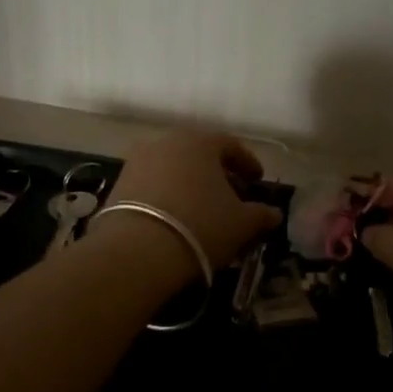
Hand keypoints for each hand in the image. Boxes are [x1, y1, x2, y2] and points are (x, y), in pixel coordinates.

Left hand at [105, 131, 282, 270]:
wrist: (137, 249)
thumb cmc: (200, 226)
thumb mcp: (241, 223)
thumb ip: (261, 214)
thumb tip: (274, 213)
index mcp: (200, 142)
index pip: (230, 145)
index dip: (247, 163)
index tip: (257, 181)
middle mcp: (167, 142)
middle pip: (199, 154)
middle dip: (217, 173)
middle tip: (231, 195)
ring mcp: (138, 160)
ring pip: (173, 168)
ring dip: (189, 184)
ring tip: (201, 209)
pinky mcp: (118, 183)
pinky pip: (152, 184)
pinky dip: (167, 195)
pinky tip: (174, 218)